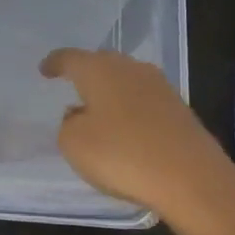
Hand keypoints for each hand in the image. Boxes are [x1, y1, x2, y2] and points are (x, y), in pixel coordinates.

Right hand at [39, 49, 234, 231]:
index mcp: (100, 70)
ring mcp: (160, 87)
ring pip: (126, 80)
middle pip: (102, 63)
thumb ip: (68, 124)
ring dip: (110, 92)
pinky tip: (125, 128)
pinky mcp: (179, 109)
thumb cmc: (122, 154)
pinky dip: (130, 109)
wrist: (190, 176)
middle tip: (72, 86)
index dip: (55, 63)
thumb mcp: (74, 144)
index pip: (70, 58)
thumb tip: (79, 115)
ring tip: (97, 110)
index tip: (45, 69)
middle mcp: (131, 69)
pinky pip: (144, 101)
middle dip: (86, 73)